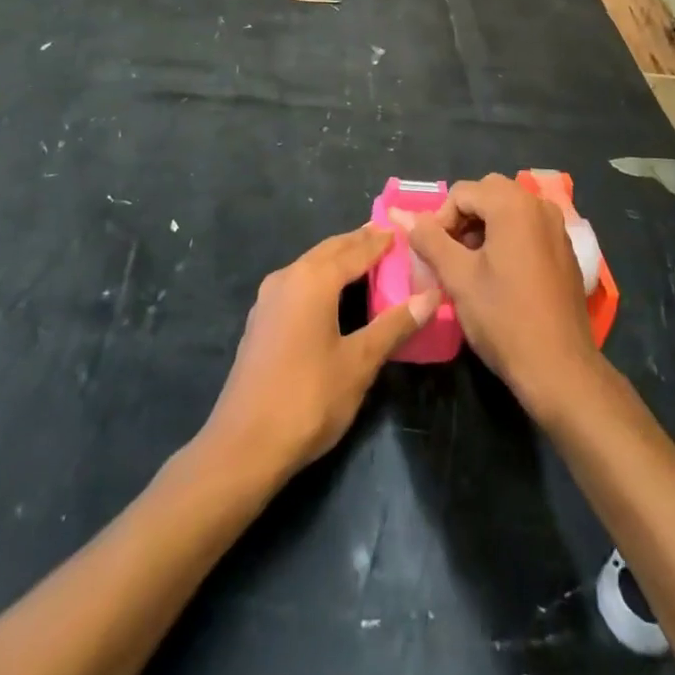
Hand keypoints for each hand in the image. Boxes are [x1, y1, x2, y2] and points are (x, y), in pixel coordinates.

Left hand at [203, 227, 438, 481]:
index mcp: (314, 279)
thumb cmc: (308, 398)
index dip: (381, 240)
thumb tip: (430, 295)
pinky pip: (298, 283)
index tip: (404, 229)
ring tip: (366, 259)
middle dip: (359, 242)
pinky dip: (321, 277)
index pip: (356, 249)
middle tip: (388, 237)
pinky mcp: (261, 320)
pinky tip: (333, 293)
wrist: (243, 445)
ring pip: (311, 264)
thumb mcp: (359, 363)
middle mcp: (288, 277)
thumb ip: (394, 325)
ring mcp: (269, 298)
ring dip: (338, 258)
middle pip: (330, 250)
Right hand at [396, 174, 606, 424]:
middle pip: (488, 193)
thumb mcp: (458, 277)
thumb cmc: (504, 318)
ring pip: (509, 209)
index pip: (462, 192)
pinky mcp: (565, 249)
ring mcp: (557, 227)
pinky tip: (500, 275)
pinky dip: (507, 237)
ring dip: (484, 227)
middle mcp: (539, 205)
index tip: (433, 254)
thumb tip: (403, 216)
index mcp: (514, 205)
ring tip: (471, 267)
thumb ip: (429, 239)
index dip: (440, 220)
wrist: (560, 368)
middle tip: (451, 255)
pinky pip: (528, 227)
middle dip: (463, 218)